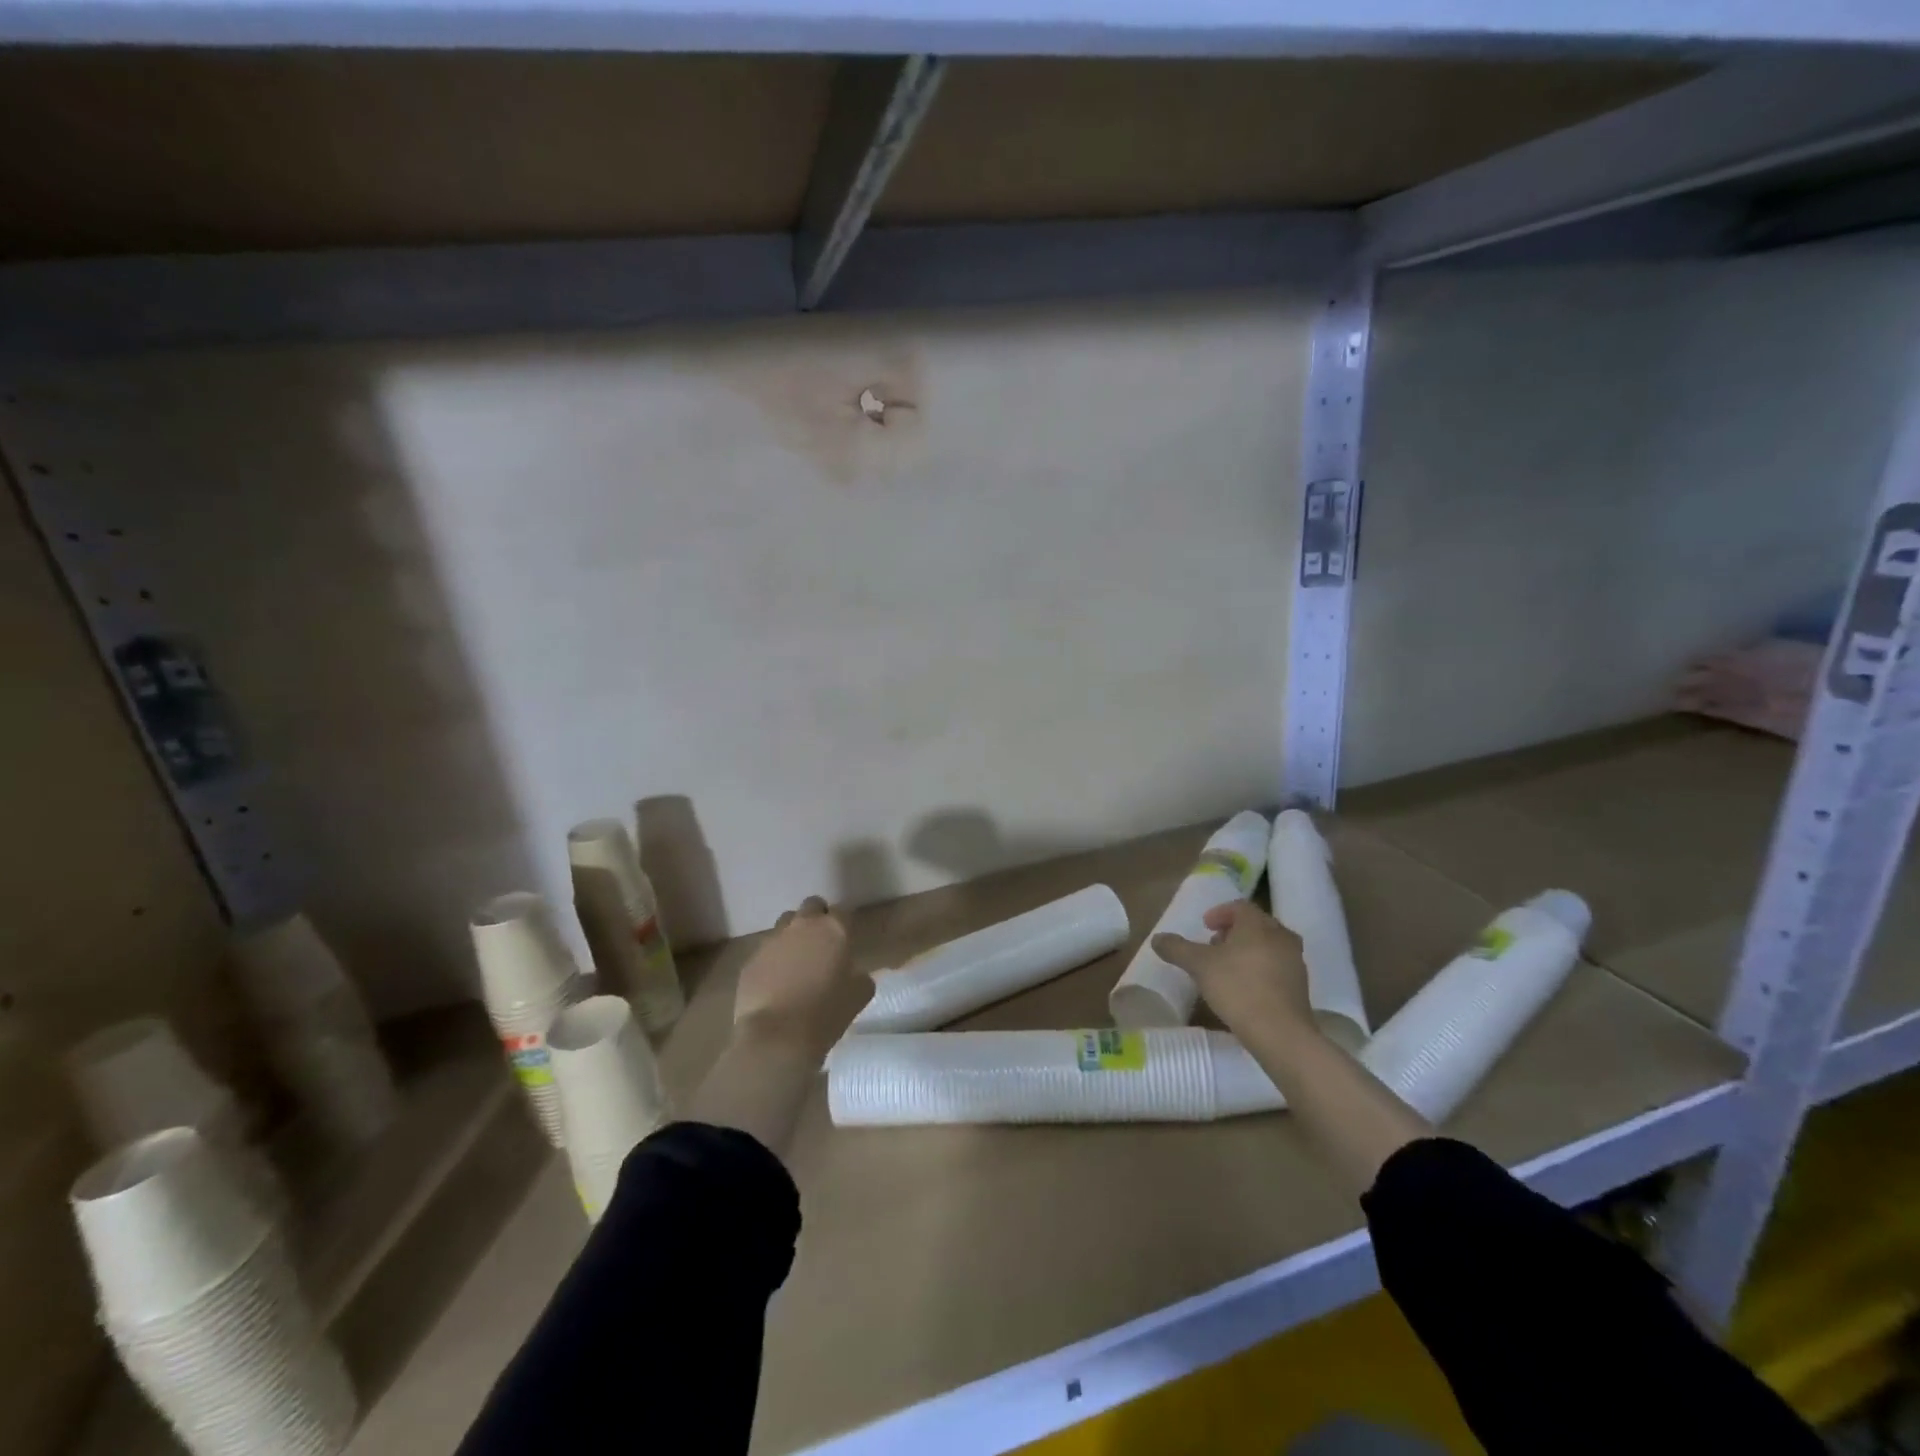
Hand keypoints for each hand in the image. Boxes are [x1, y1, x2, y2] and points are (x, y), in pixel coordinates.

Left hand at [732, 896, 870, 1059]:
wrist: (777, 1036)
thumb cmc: (826, 1013)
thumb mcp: (859, 995)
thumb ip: (859, 976)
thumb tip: (853, 973)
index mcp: (834, 929)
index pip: (842, 912)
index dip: (844, 925)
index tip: (845, 942)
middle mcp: (802, 925)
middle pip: (811, 906)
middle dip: (817, 918)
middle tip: (821, 944)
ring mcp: (773, 940)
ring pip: (785, 924)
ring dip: (793, 935)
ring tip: (796, 962)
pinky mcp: (751, 959)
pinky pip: (765, 951)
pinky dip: (773, 960)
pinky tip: (776, 983)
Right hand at [1152, 901, 1314, 1046]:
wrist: (1281, 1034)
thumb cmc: (1238, 988)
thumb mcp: (1199, 966)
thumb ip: (1177, 948)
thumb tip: (1157, 938)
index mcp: (1259, 925)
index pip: (1240, 907)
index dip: (1220, 913)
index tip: (1205, 926)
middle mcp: (1282, 937)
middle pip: (1256, 925)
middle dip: (1234, 931)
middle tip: (1214, 945)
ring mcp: (1295, 962)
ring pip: (1269, 946)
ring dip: (1248, 950)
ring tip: (1228, 967)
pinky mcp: (1301, 987)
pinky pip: (1277, 967)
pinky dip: (1260, 968)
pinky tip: (1245, 987)